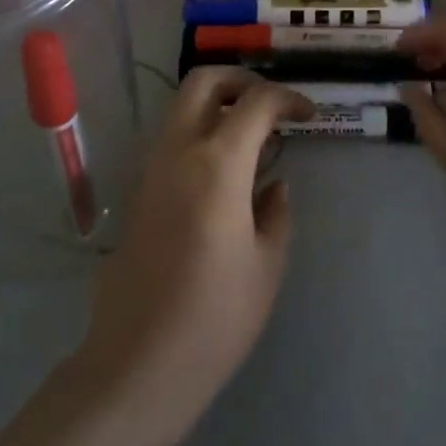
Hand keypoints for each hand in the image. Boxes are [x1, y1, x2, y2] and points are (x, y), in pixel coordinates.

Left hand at [74, 68, 310, 426]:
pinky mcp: (137, 193)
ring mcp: (150, 170)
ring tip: (252, 138)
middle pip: (203, 82)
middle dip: (242, 80)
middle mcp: (178, 153)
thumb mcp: (266, 265)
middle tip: (271, 107)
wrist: (137, 365)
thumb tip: (272, 186)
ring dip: (218, 106)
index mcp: (217, 164)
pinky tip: (224, 172)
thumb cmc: (215, 319)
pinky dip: (200, 133)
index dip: (288, 99)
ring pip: (182, 108)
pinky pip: (171, 141)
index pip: (255, 102)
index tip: (309, 116)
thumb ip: (275, 212)